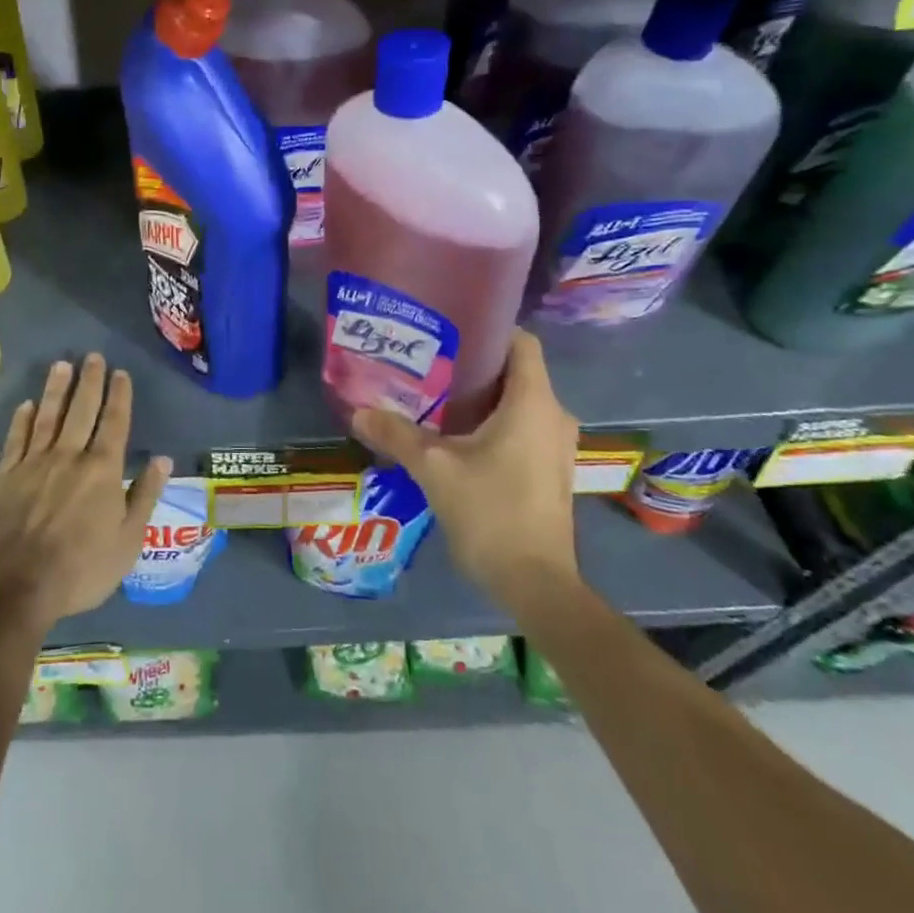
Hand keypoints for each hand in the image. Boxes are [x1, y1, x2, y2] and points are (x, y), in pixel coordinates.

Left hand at [0, 355, 171, 634]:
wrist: (14, 587)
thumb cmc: (80, 570)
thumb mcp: (127, 541)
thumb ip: (144, 496)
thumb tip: (163, 459)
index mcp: (102, 471)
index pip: (114, 423)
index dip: (119, 396)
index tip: (121, 373)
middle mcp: (69, 456)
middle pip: (82, 410)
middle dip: (90, 382)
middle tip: (93, 356)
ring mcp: (34, 463)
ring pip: (48, 416)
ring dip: (56, 389)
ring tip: (61, 365)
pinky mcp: (5, 476)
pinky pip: (16, 439)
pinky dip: (22, 419)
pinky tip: (26, 404)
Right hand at [350, 330, 579, 607]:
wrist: (536, 584)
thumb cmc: (491, 512)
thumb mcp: (434, 468)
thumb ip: (396, 434)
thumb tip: (358, 411)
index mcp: (533, 402)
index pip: (521, 341)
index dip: (488, 328)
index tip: (447, 331)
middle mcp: (553, 415)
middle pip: (514, 370)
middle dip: (472, 364)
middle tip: (426, 362)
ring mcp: (555, 445)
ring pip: (516, 401)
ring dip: (479, 396)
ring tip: (432, 395)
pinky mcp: (549, 469)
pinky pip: (520, 426)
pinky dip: (490, 421)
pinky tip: (453, 435)